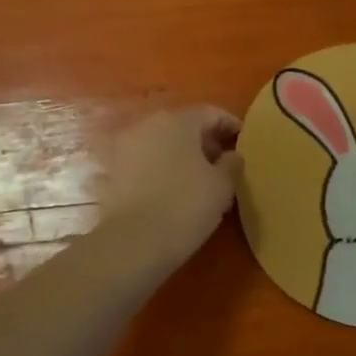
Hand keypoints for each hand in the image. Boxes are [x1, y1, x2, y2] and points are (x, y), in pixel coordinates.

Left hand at [96, 106, 241, 269]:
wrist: (132, 242)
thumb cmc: (185, 206)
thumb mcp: (222, 186)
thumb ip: (231, 163)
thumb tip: (231, 155)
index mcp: (178, 120)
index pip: (210, 113)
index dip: (230, 125)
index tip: (243, 140)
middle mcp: (148, 124)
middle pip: (183, 124)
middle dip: (204, 139)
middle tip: (222, 160)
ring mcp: (126, 145)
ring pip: (162, 141)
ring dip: (181, 153)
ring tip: (199, 176)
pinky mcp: (113, 169)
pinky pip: (145, 160)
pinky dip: (161, 166)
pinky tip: (173, 187)